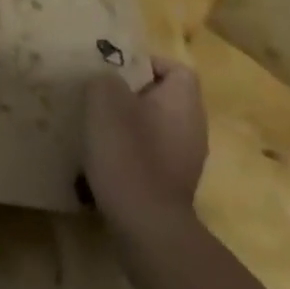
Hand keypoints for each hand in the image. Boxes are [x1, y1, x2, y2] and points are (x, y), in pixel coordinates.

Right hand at [81, 56, 207, 233]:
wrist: (146, 226)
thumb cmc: (128, 154)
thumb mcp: (105, 100)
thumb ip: (105, 78)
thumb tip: (108, 80)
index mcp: (184, 103)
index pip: (176, 68)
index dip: (146, 63)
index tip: (115, 70)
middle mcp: (193, 128)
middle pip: (163, 97)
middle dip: (130, 92)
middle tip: (98, 94)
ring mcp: (185, 158)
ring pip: (154, 124)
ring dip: (127, 121)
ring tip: (96, 124)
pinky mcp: (172, 182)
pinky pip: (151, 151)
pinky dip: (130, 148)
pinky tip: (105, 156)